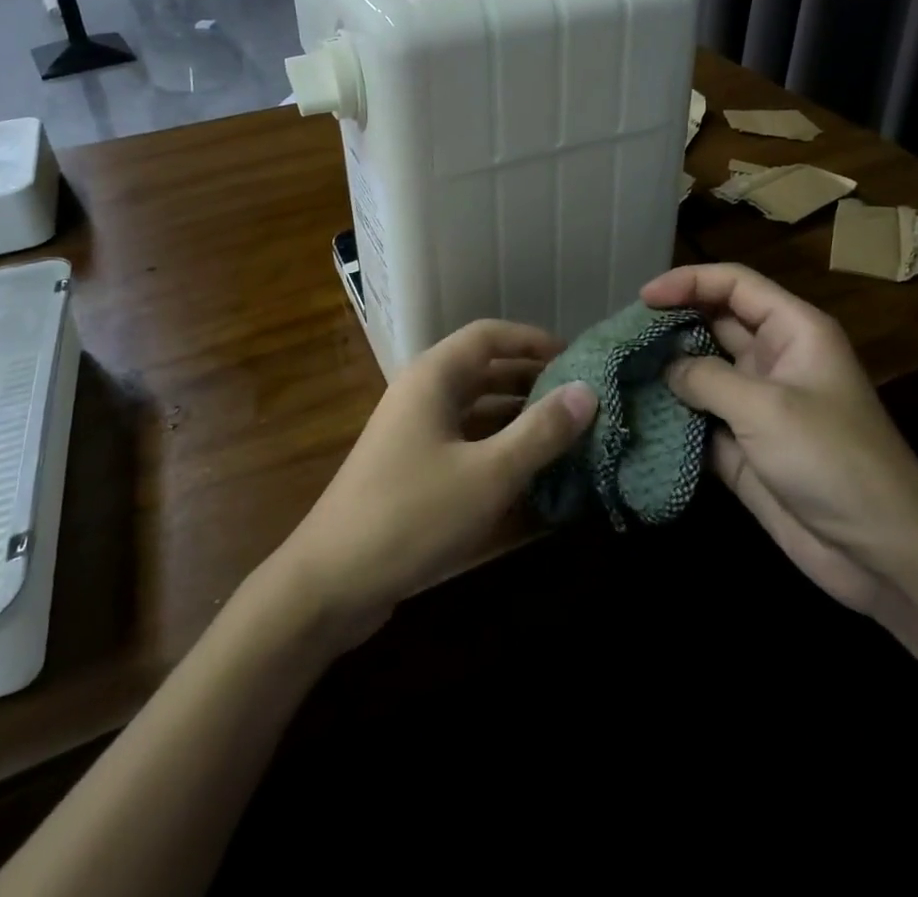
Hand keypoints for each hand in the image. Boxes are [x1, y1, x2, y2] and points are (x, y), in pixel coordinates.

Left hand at [269, 320, 596, 644]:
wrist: (330, 582)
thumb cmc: (411, 516)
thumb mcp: (487, 474)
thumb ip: (540, 432)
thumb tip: (588, 391)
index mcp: (433, 378)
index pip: (489, 336)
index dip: (533, 340)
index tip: (576, 357)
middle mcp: (422, 395)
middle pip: (483, 370)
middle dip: (531, 378)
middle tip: (579, 398)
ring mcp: (413, 433)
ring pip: (474, 408)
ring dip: (516, 414)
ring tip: (565, 431)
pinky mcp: (411, 469)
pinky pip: (463, 441)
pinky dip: (496, 446)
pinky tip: (529, 470)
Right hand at [642, 263, 917, 614]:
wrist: (883, 554)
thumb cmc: (834, 460)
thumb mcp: (767, 408)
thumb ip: (706, 378)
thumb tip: (665, 367)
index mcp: (793, 331)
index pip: (734, 285)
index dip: (688, 282)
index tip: (643, 299)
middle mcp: (772, 359)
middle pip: (712, 323)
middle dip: (669, 323)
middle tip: (620, 334)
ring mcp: (756, 405)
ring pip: (701, 370)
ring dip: (665, 369)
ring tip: (617, 368)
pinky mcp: (742, 446)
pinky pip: (698, 418)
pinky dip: (671, 415)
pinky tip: (636, 414)